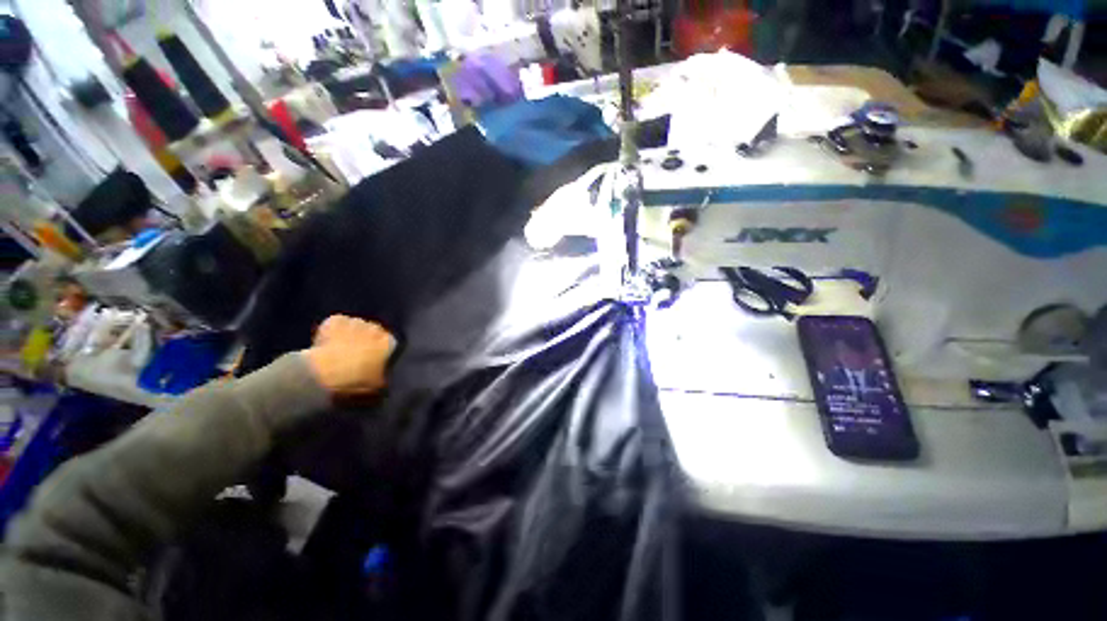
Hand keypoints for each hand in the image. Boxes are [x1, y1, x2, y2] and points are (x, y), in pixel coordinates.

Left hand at [305, 315, 395, 397]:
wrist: (326, 376)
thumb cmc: (358, 384)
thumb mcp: (379, 387)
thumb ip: (385, 377)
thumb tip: (385, 378)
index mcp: (391, 343)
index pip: (389, 343)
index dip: (379, 352)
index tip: (371, 361)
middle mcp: (377, 328)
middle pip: (373, 331)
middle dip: (365, 341)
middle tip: (354, 357)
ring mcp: (356, 322)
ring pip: (354, 326)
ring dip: (349, 335)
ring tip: (338, 350)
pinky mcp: (335, 321)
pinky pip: (336, 324)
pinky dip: (331, 331)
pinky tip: (326, 344)